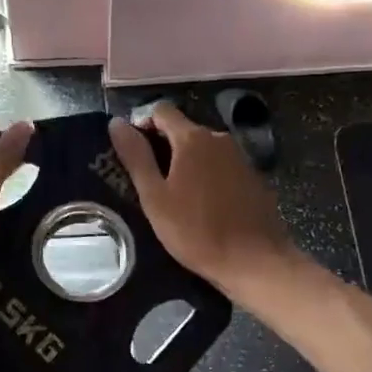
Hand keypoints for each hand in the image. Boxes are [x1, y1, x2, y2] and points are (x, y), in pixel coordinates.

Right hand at [108, 103, 298, 299]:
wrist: (255, 261)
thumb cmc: (196, 231)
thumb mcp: (155, 197)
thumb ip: (136, 157)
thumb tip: (117, 123)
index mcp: (192, 138)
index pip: (161, 110)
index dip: (142, 124)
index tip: (131, 152)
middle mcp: (219, 138)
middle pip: (183, 129)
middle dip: (162, 146)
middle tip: (148, 180)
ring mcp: (240, 156)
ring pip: (203, 148)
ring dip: (185, 162)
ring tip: (173, 194)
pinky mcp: (252, 176)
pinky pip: (221, 165)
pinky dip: (206, 174)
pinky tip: (202, 204)